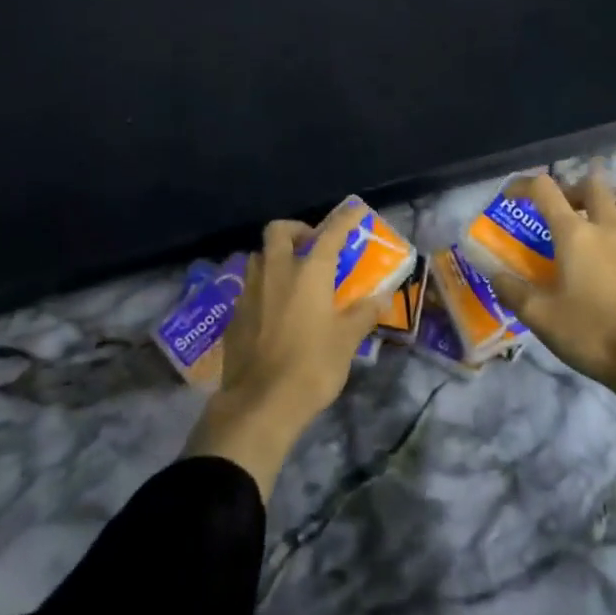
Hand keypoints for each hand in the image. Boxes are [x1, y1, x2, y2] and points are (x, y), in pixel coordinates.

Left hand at [183, 208, 385, 497]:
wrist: (260, 403)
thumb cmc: (312, 366)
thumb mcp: (347, 341)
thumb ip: (363, 314)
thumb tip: (381, 297)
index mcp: (308, 272)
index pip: (329, 233)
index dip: (343, 219)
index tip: (354, 211)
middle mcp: (276, 272)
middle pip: (278, 231)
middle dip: (296, 230)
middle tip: (312, 245)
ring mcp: (250, 291)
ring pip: (259, 257)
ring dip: (275, 257)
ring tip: (292, 277)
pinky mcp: (234, 315)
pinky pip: (249, 288)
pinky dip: (263, 288)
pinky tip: (273, 310)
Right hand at [484, 172, 615, 399]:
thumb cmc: (592, 332)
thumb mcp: (540, 317)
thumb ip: (512, 291)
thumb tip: (493, 274)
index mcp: (574, 234)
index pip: (544, 189)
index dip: (523, 185)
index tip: (511, 197)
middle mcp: (607, 227)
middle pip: (591, 185)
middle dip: (571, 190)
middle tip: (561, 209)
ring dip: (604, 207)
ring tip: (594, 229)